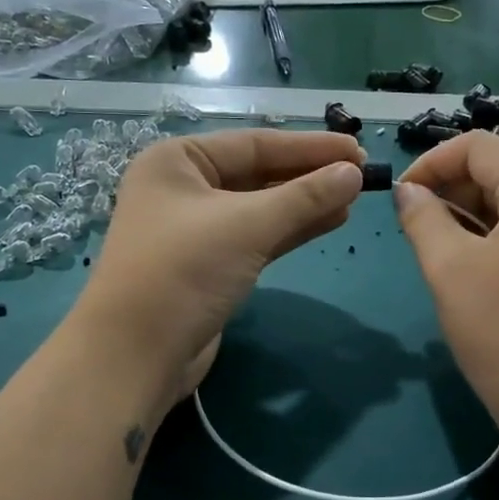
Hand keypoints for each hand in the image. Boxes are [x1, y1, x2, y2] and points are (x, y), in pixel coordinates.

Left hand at [77, 130, 365, 398]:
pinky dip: (291, 229)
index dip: (310, 147)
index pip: (255, 143)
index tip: (358, 150)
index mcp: (177, 161)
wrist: (136, 355)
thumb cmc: (183, 271)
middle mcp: (183, 188)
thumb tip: (355, 174)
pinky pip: (258, 236)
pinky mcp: (209, 264)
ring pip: (261, 207)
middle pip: (258, 173)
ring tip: (353, 198)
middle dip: (309, 175)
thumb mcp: (247, 225)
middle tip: (362, 175)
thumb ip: (304, 197)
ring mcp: (196, 229)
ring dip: (305, 203)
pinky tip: (329, 222)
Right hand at [394, 132, 498, 456]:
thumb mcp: (450, 269)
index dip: (430, 164)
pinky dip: (492, 233)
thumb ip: (422, 218)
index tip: (399, 200)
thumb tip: (408, 192)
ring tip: (434, 248)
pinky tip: (468, 264)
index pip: (477, 146)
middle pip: (497, 168)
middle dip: (449, 188)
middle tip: (413, 229)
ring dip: (467, 212)